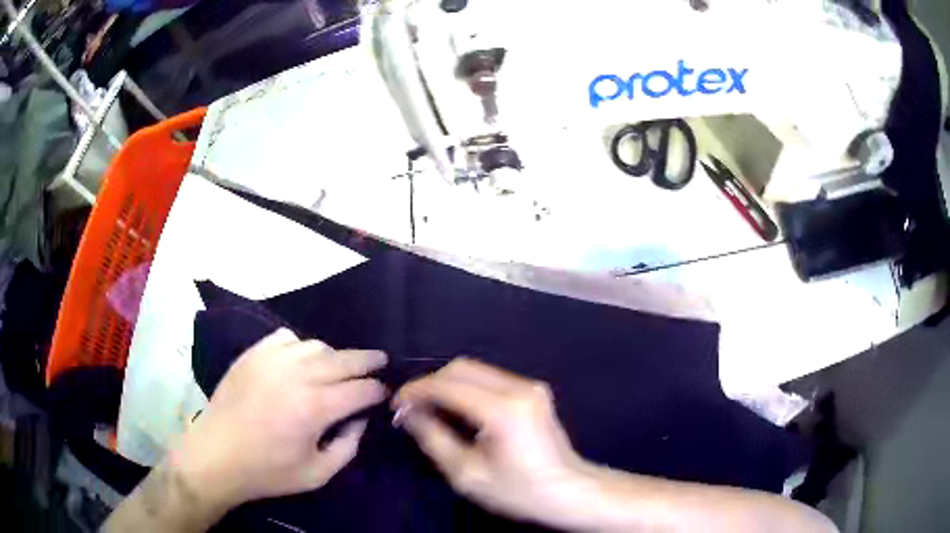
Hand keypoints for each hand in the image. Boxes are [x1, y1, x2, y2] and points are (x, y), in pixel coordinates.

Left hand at [171, 328, 387, 510]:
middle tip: (380, 361)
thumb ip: (348, 447)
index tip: (385, 392)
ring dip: (334, 355)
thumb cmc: (268, 471)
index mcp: (315, 408)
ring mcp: (272, 360)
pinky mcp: (253, 354)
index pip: (360, 390)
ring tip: (339, 367)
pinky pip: (286, 337)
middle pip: (344, 359)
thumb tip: (359, 419)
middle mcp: (297, 376)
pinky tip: (300, 359)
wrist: (217, 455)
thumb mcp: (317, 473)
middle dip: (368, 360)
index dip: (378, 390)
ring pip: (316, 345)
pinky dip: (300, 345)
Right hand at [393, 358, 587, 526]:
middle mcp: (518, 388)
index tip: (396, 404)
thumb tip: (409, 413)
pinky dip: (466, 388)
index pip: (448, 385)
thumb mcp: (467, 474)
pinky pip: (490, 378)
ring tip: (429, 409)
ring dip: (447, 384)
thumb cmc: (518, 490)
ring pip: (475, 370)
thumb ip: (433, 439)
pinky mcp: (533, 390)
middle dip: (430, 384)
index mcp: (503, 410)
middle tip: (411, 408)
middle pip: (461, 368)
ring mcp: (530, 386)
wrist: (569, 490)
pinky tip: (456, 409)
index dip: (417, 390)